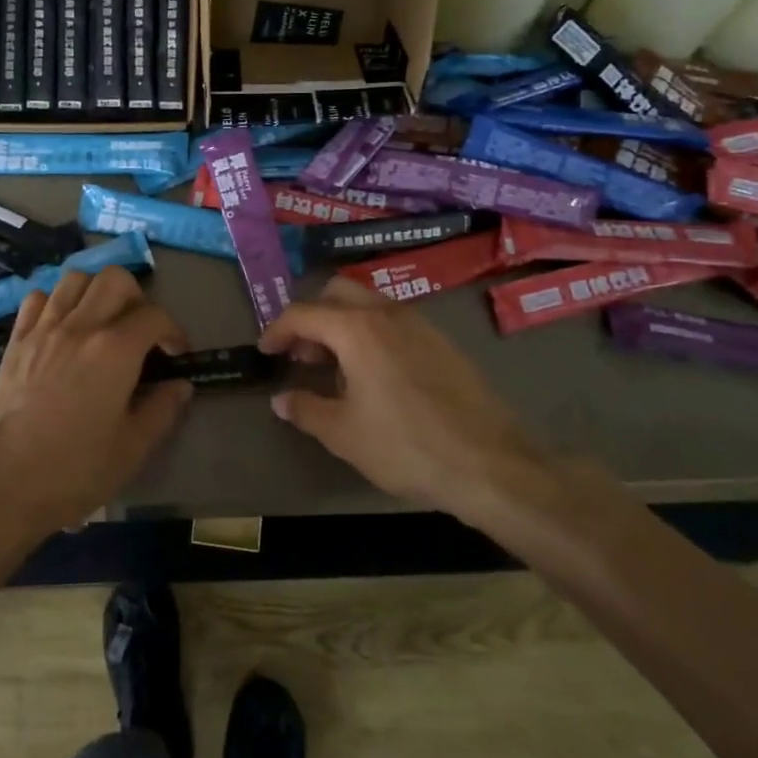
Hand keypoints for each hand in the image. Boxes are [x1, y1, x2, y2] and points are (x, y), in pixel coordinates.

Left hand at [0, 267, 191, 544]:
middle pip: (115, 279)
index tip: (176, 356)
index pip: (154, 316)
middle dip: (138, 299)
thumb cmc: (73, 472)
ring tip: (103, 323)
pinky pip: (38, 299)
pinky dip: (57, 302)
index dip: (174, 332)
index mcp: (114, 350)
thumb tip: (180, 385)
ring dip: (97, 292)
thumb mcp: (132, 449)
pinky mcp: (15, 341)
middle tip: (140, 333)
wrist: (0, 486)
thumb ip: (162, 410)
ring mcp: (42, 329)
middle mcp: (79, 326)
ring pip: (76, 278)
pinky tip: (64, 329)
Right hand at [258, 278, 543, 520]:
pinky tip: (375, 377)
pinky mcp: (443, 342)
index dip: (277, 330)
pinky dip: (371, 334)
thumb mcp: (344, 434)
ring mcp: (420, 324)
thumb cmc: (407, 446)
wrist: (491, 464)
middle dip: (312, 317)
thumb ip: (305, 409)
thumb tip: (281, 399)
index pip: (303, 313)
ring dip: (342, 324)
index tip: (266, 352)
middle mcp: (388, 314)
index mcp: (358, 329)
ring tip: (336, 369)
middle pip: (337, 293)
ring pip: (368, 304)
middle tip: (302, 355)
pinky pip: (394, 322)